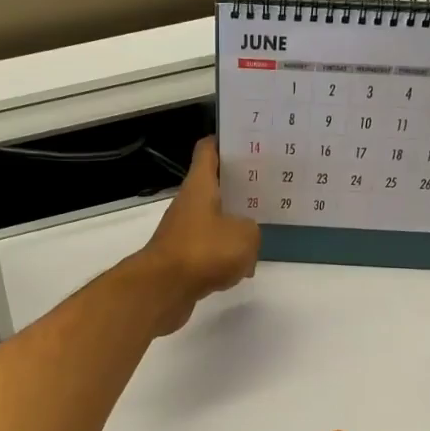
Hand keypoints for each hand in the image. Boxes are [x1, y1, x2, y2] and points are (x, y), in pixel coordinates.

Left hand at [135, 137, 261, 334]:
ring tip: (260, 227)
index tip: (246, 140)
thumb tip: (245, 238)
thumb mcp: (245, 236)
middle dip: (238, 186)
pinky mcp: (183, 259)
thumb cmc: (204, 251)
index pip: (208, 151)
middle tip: (266, 186)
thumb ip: (252, 230)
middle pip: (213, 186)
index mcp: (199, 186)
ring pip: (213, 220)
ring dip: (233, 225)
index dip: (225, 141)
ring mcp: (183, 232)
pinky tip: (242, 268)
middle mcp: (188, 204)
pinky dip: (224, 256)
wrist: (163, 289)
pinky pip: (209, 250)